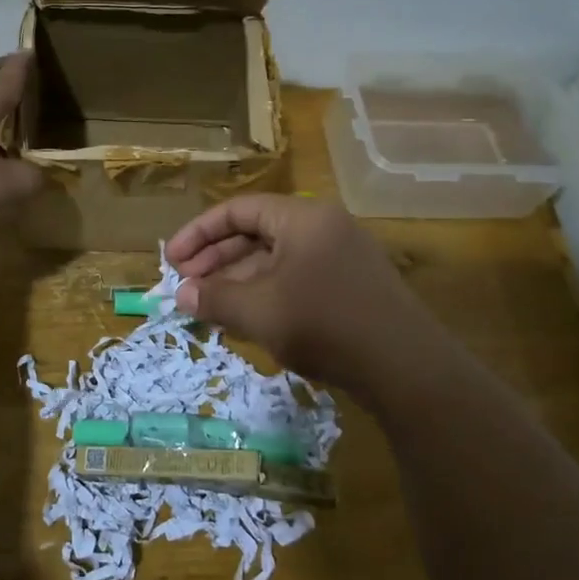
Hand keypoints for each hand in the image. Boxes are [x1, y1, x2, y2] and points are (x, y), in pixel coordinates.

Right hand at [169, 194, 433, 389]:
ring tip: (209, 307)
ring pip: (276, 260)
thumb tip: (182, 294)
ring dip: (238, 280)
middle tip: (186, 287)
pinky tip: (247, 319)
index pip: (239, 210)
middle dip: (216, 260)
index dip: (199, 233)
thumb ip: (215, 298)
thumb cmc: (325, 325)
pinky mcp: (352, 287)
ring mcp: (342, 257)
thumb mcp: (260, 311)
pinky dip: (267, 293)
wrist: (407, 368)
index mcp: (303, 218)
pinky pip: (297, 279)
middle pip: (257, 233)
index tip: (171, 261)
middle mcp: (324, 228)